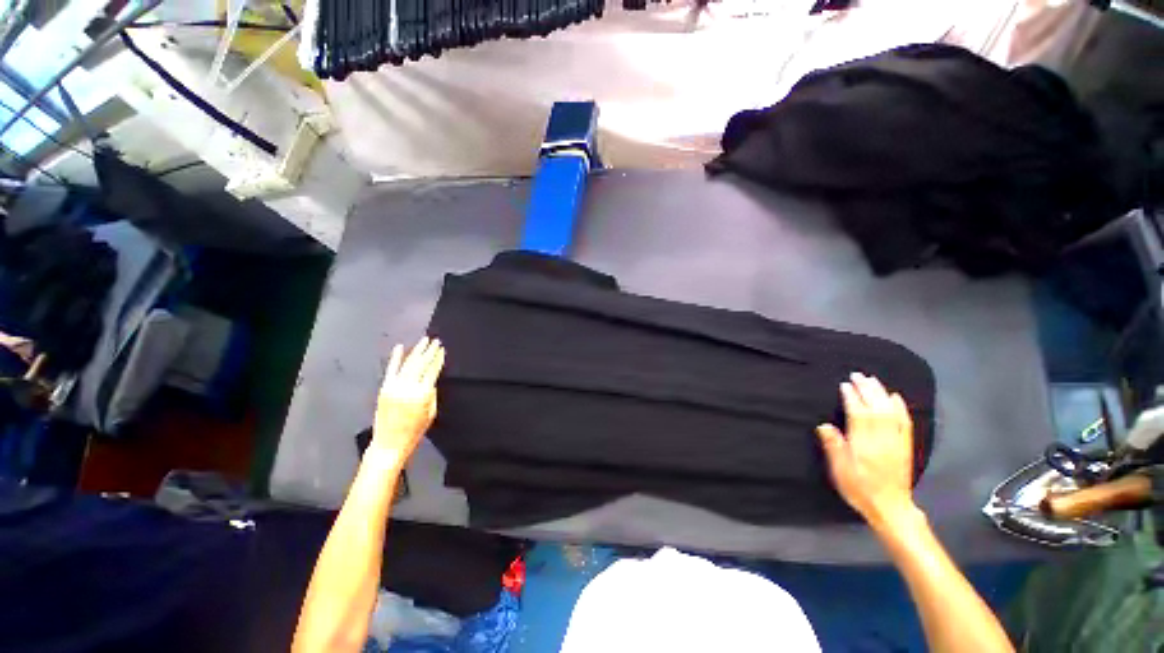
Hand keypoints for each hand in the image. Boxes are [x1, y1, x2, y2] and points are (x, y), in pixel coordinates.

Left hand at [372, 337, 444, 463]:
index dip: (438, 359)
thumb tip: (430, 380)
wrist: (390, 443)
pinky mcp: (384, 388)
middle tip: (435, 341)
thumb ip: (431, 394)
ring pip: (408, 363)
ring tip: (424, 341)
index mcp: (423, 394)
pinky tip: (400, 347)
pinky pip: (391, 370)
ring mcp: (395, 387)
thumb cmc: (414, 431)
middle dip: (429, 351)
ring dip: (417, 351)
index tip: (442, 350)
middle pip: (421, 363)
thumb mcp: (431, 412)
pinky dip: (395, 358)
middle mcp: (408, 387)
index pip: (432, 370)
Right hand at [817, 372, 917, 527]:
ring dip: (881, 394)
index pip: (859, 415)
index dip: (852, 398)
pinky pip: (905, 422)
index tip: (845, 385)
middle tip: (857, 375)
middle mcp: (882, 440)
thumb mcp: (840, 471)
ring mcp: (896, 442)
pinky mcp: (905, 445)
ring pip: (890, 412)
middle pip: (876, 409)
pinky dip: (900, 407)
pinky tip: (894, 396)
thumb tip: (824, 426)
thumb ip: (834, 447)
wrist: (890, 507)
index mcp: (863, 445)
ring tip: (872, 380)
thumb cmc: (859, 489)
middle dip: (867, 390)